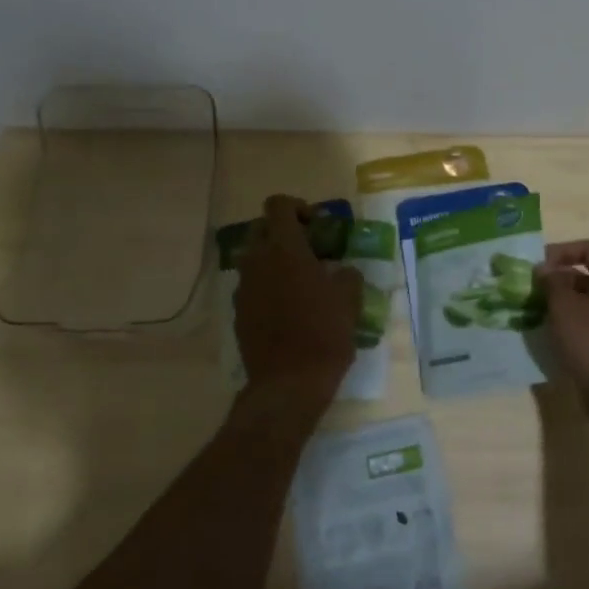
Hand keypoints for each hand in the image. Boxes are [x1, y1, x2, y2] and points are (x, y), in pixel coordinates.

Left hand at [235, 195, 362, 413]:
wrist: (288, 383)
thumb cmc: (324, 334)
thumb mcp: (349, 300)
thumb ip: (347, 275)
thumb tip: (342, 271)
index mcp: (284, 249)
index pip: (278, 205)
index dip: (298, 207)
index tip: (317, 226)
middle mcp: (257, 261)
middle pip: (262, 228)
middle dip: (284, 232)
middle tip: (311, 251)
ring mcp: (244, 287)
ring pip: (255, 258)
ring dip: (275, 261)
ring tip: (302, 282)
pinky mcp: (239, 312)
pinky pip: (252, 286)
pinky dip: (268, 286)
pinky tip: (289, 309)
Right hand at [536, 239, 588, 414]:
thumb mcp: (565, 306)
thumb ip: (552, 281)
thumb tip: (545, 269)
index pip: (588, 248)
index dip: (560, 251)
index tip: (536, 266)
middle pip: (586, 272)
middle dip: (557, 277)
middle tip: (530, 288)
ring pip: (586, 298)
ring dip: (560, 300)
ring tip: (534, 308)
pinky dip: (569, 319)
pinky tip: (549, 330)